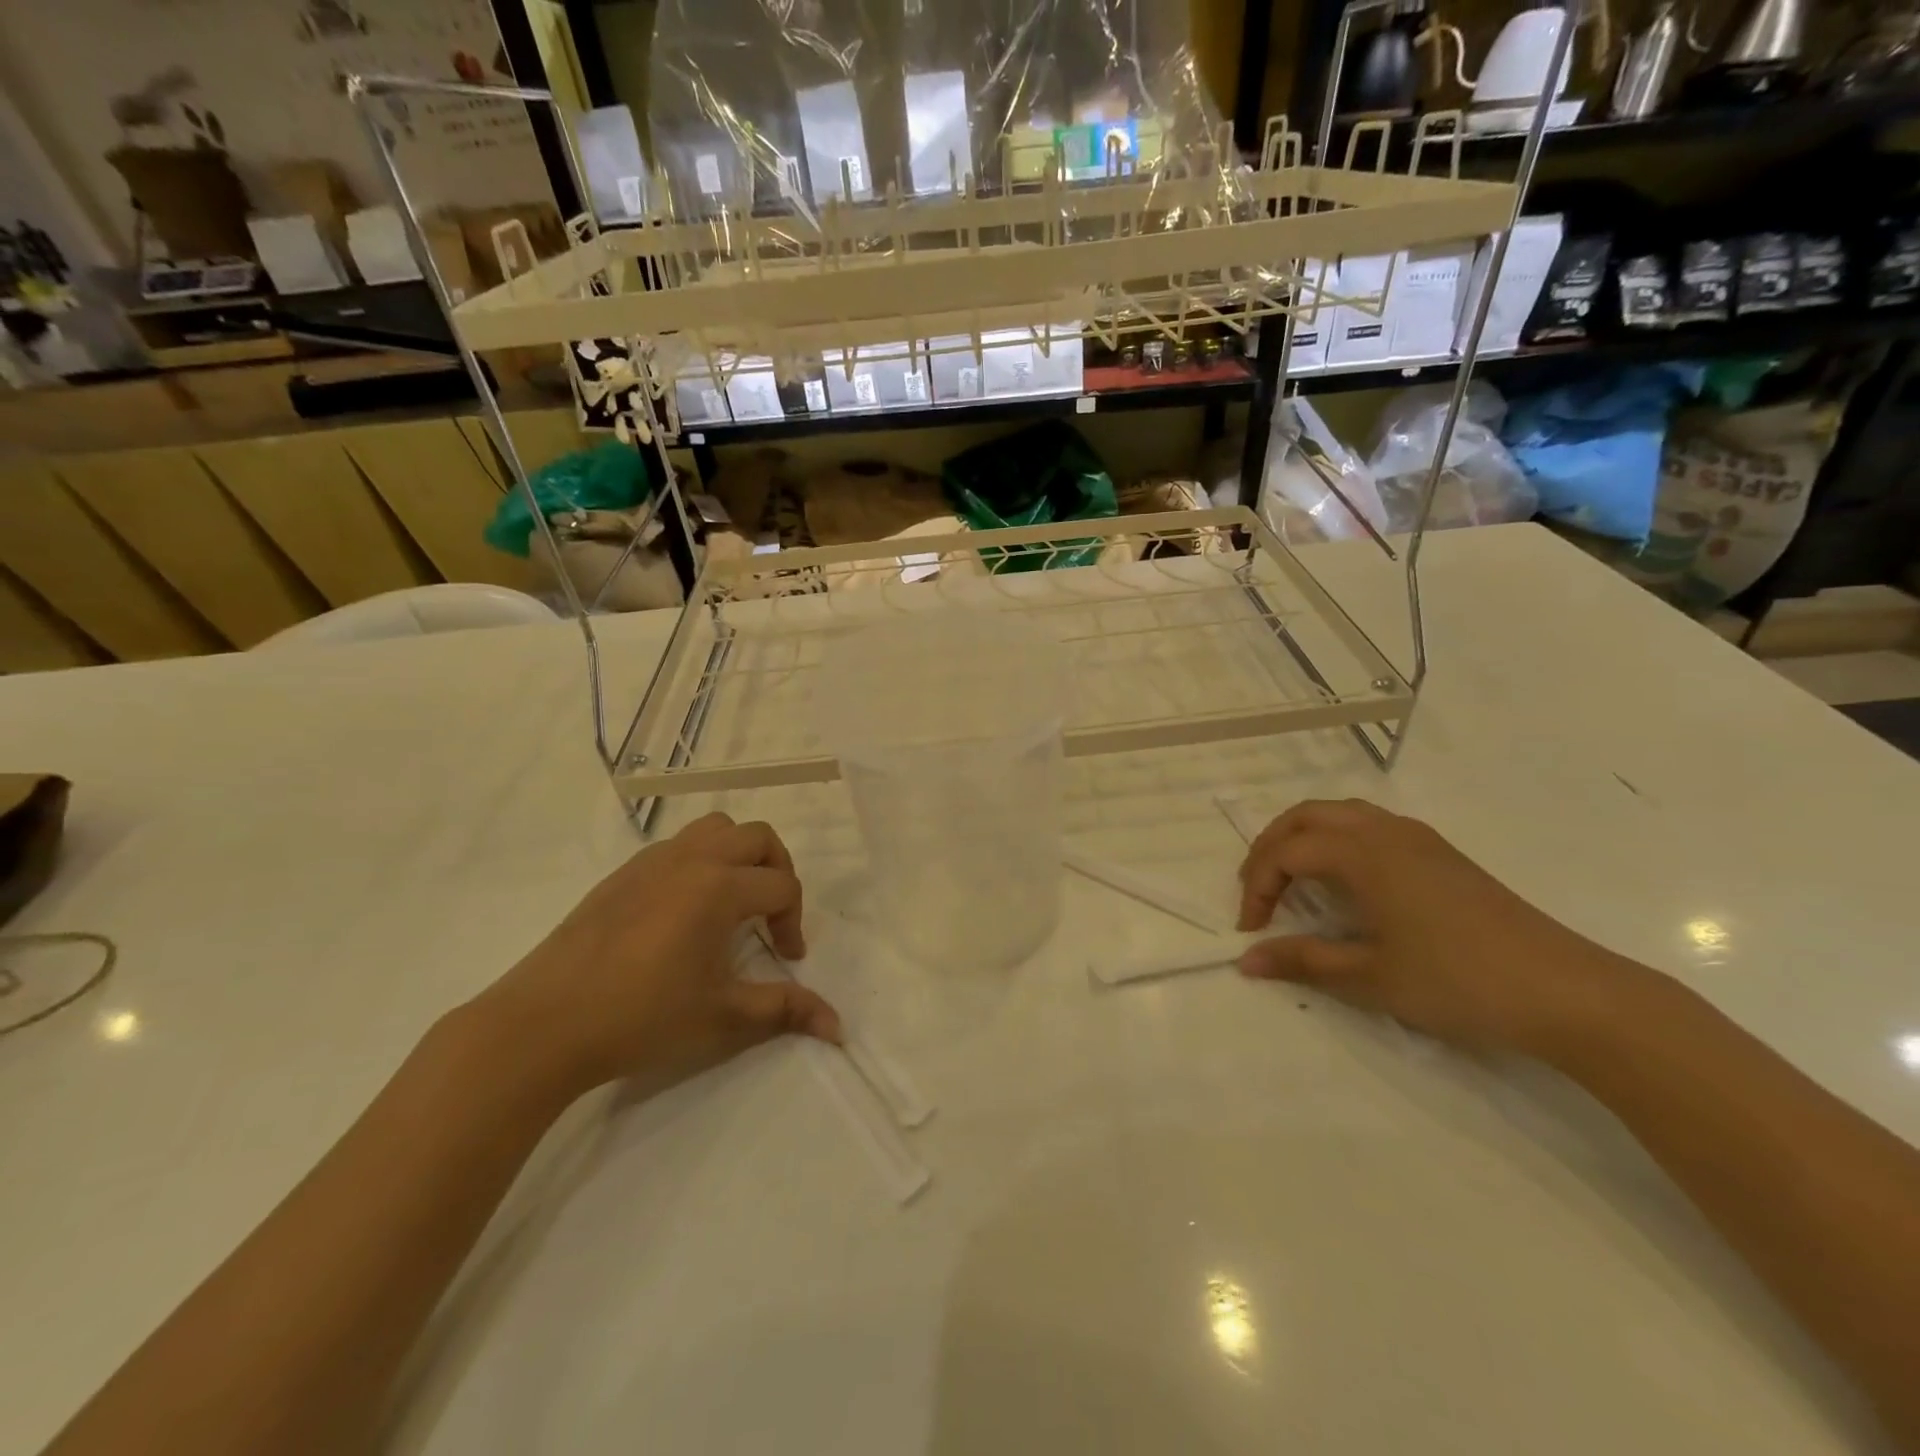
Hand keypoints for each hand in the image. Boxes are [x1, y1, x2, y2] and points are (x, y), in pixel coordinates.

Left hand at [474, 813, 840, 1102]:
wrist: (543, 1025)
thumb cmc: (641, 1018)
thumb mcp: (723, 1017)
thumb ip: (785, 1010)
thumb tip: (839, 1027)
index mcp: (719, 887)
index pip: (782, 887)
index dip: (794, 922)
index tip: (787, 960)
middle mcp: (691, 860)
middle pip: (757, 837)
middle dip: (778, 870)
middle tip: (772, 914)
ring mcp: (652, 861)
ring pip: (715, 828)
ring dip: (738, 855)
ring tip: (734, 900)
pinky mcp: (621, 874)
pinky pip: (677, 845)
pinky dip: (700, 861)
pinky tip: (684, 911)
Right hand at [1235, 799, 1637, 1056]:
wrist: (1568, 992)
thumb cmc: (1459, 982)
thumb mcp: (1370, 978)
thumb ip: (1303, 961)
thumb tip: (1246, 960)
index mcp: (1365, 854)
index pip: (1287, 852)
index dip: (1258, 887)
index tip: (1251, 930)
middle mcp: (1386, 832)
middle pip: (1307, 816)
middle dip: (1271, 848)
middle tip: (1258, 892)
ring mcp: (1418, 838)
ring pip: (1340, 814)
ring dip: (1304, 838)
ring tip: (1291, 879)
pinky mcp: (1440, 853)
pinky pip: (1370, 825)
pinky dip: (1337, 841)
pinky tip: (1345, 882)